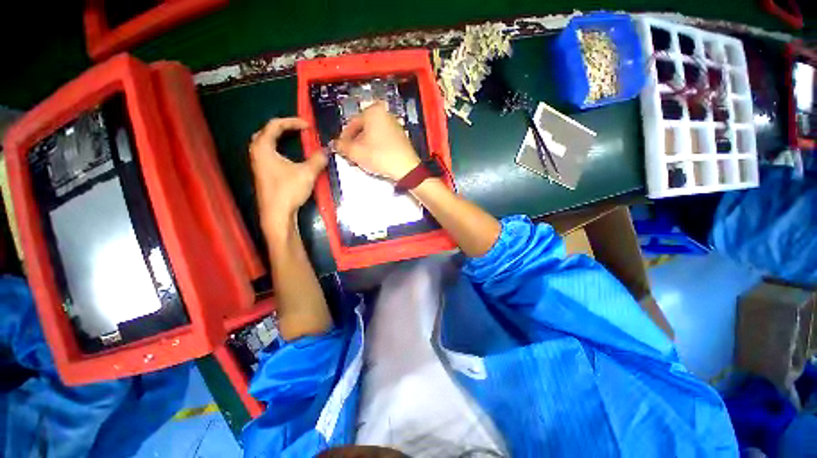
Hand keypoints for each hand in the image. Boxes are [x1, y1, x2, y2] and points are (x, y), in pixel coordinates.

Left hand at [249, 117, 326, 232]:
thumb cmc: (288, 191)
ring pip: (266, 143)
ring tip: (294, 140)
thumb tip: (326, 151)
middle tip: (298, 130)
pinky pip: (269, 154)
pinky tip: (289, 157)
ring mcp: (258, 164)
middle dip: (283, 128)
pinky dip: (279, 149)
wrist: (277, 214)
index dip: (292, 122)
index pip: (275, 125)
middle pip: (266, 132)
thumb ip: (317, 160)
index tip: (308, 126)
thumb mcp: (306, 173)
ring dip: (280, 139)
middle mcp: (257, 153)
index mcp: (263, 147)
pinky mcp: (263, 174)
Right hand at [334, 101, 420, 180]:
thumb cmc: (380, 156)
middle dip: (355, 142)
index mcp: (373, 111)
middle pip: (362, 128)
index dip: (344, 138)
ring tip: (361, 158)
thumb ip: (341, 146)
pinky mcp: (400, 136)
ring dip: (364, 145)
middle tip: (351, 155)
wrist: (406, 168)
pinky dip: (375, 146)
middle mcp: (385, 114)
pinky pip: (382, 138)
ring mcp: (394, 124)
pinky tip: (374, 157)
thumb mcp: (356, 152)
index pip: (351, 123)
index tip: (341, 148)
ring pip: (372, 134)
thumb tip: (335, 144)